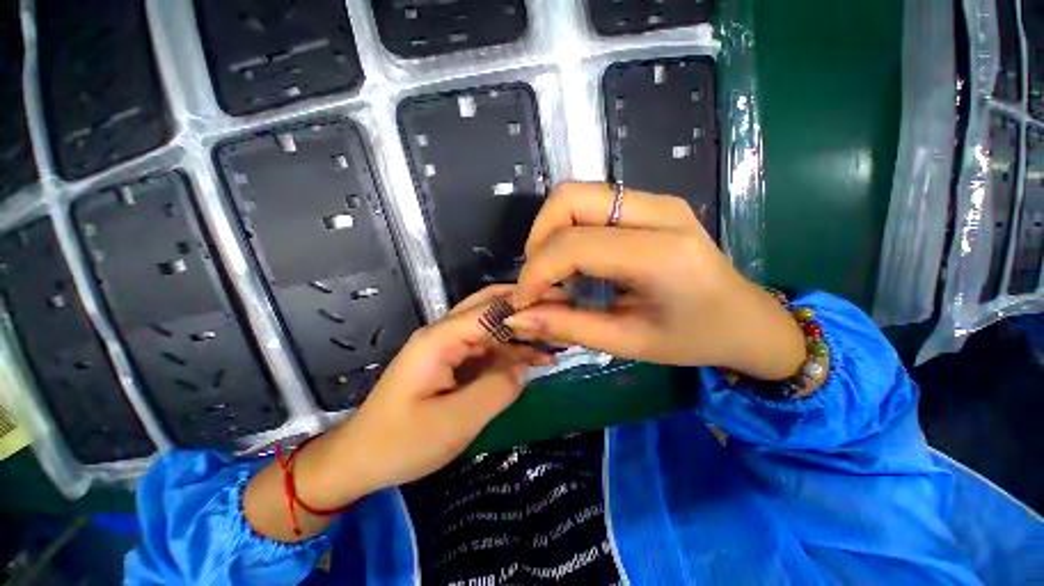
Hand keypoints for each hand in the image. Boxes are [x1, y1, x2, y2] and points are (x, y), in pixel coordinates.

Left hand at [291, 286, 551, 509]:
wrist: (360, 459)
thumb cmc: (401, 443)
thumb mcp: (454, 422)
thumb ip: (496, 389)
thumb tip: (525, 366)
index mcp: (439, 339)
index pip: (490, 310)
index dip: (525, 306)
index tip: (560, 306)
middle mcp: (444, 333)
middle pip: (490, 306)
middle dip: (525, 306)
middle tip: (561, 309)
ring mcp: (448, 346)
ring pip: (492, 326)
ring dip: (522, 330)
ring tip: (556, 337)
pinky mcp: (452, 361)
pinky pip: (487, 347)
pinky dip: (511, 351)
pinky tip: (534, 359)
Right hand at [506, 181, 804, 379]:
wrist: (747, 319)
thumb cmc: (694, 338)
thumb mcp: (628, 342)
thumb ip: (569, 327)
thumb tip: (517, 318)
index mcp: (661, 254)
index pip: (573, 244)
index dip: (536, 271)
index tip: (524, 302)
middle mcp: (658, 212)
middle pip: (568, 198)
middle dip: (538, 238)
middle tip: (538, 279)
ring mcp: (656, 201)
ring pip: (576, 194)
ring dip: (551, 231)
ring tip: (555, 273)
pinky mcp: (651, 204)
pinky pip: (591, 203)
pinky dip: (569, 229)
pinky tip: (576, 263)